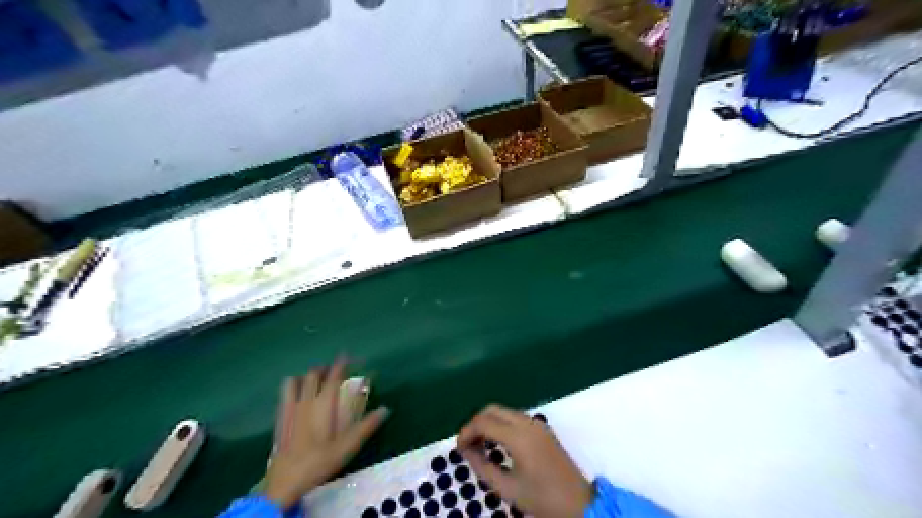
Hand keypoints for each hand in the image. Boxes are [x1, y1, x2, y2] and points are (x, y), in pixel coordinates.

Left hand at [262, 360, 387, 510]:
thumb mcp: (348, 446)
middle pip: (313, 375)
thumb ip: (367, 425)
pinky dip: (292, 387)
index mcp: (324, 403)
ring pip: (295, 381)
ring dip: (306, 376)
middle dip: (324, 368)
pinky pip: (284, 394)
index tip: (347, 355)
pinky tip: (297, 395)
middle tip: (334, 369)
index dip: (341, 364)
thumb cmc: (320, 461)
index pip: (333, 376)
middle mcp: (306, 400)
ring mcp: (290, 408)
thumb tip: (386, 409)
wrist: (285, 480)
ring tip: (314, 379)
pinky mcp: (280, 418)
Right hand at [456, 404, 593, 517]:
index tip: (458, 448)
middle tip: (467, 445)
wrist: (579, 503)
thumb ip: (482, 467)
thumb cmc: (542, 499)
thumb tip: (466, 451)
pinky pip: (515, 418)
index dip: (466, 432)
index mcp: (518, 436)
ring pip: (504, 412)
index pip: (483, 422)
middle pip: (492, 409)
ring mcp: (537, 424)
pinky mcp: (542, 429)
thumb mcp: (508, 488)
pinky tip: (497, 444)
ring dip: (489, 423)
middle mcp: (527, 423)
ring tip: (479, 446)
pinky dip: (501, 425)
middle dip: (476, 423)